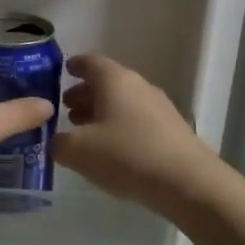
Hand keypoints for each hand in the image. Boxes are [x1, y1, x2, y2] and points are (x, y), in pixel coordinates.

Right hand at [53, 54, 217, 210]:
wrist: (187, 182)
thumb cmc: (126, 155)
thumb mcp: (77, 151)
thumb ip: (59, 143)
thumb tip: (57, 141)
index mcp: (114, 80)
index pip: (90, 62)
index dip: (74, 65)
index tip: (63, 70)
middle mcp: (139, 86)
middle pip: (107, 83)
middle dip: (85, 94)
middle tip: (66, 110)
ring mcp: (159, 108)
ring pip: (123, 103)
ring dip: (101, 113)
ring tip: (84, 132)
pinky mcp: (172, 130)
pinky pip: (137, 121)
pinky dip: (119, 127)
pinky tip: (111, 150)